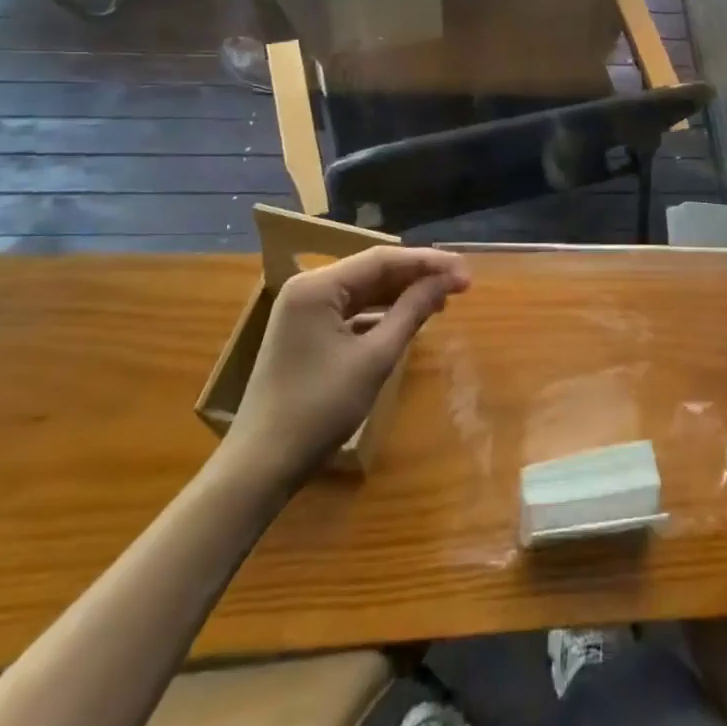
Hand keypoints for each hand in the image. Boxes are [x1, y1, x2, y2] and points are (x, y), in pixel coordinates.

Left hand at [219, 246, 469, 493]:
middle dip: (417, 276)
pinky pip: (351, 311)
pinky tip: (408, 320)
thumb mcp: (375, 358)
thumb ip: (412, 312)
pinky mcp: (305, 333)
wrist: (261, 466)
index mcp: (317, 286)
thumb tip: (446, 281)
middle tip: (461, 284)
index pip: (383, 259)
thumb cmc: (319, 408)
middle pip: (373, 271)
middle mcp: (308, 288)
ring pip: (363, 290)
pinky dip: (381, 313)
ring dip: (402, 294)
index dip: (429, 263)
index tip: (466, 273)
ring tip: (442, 300)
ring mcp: (303, 311)